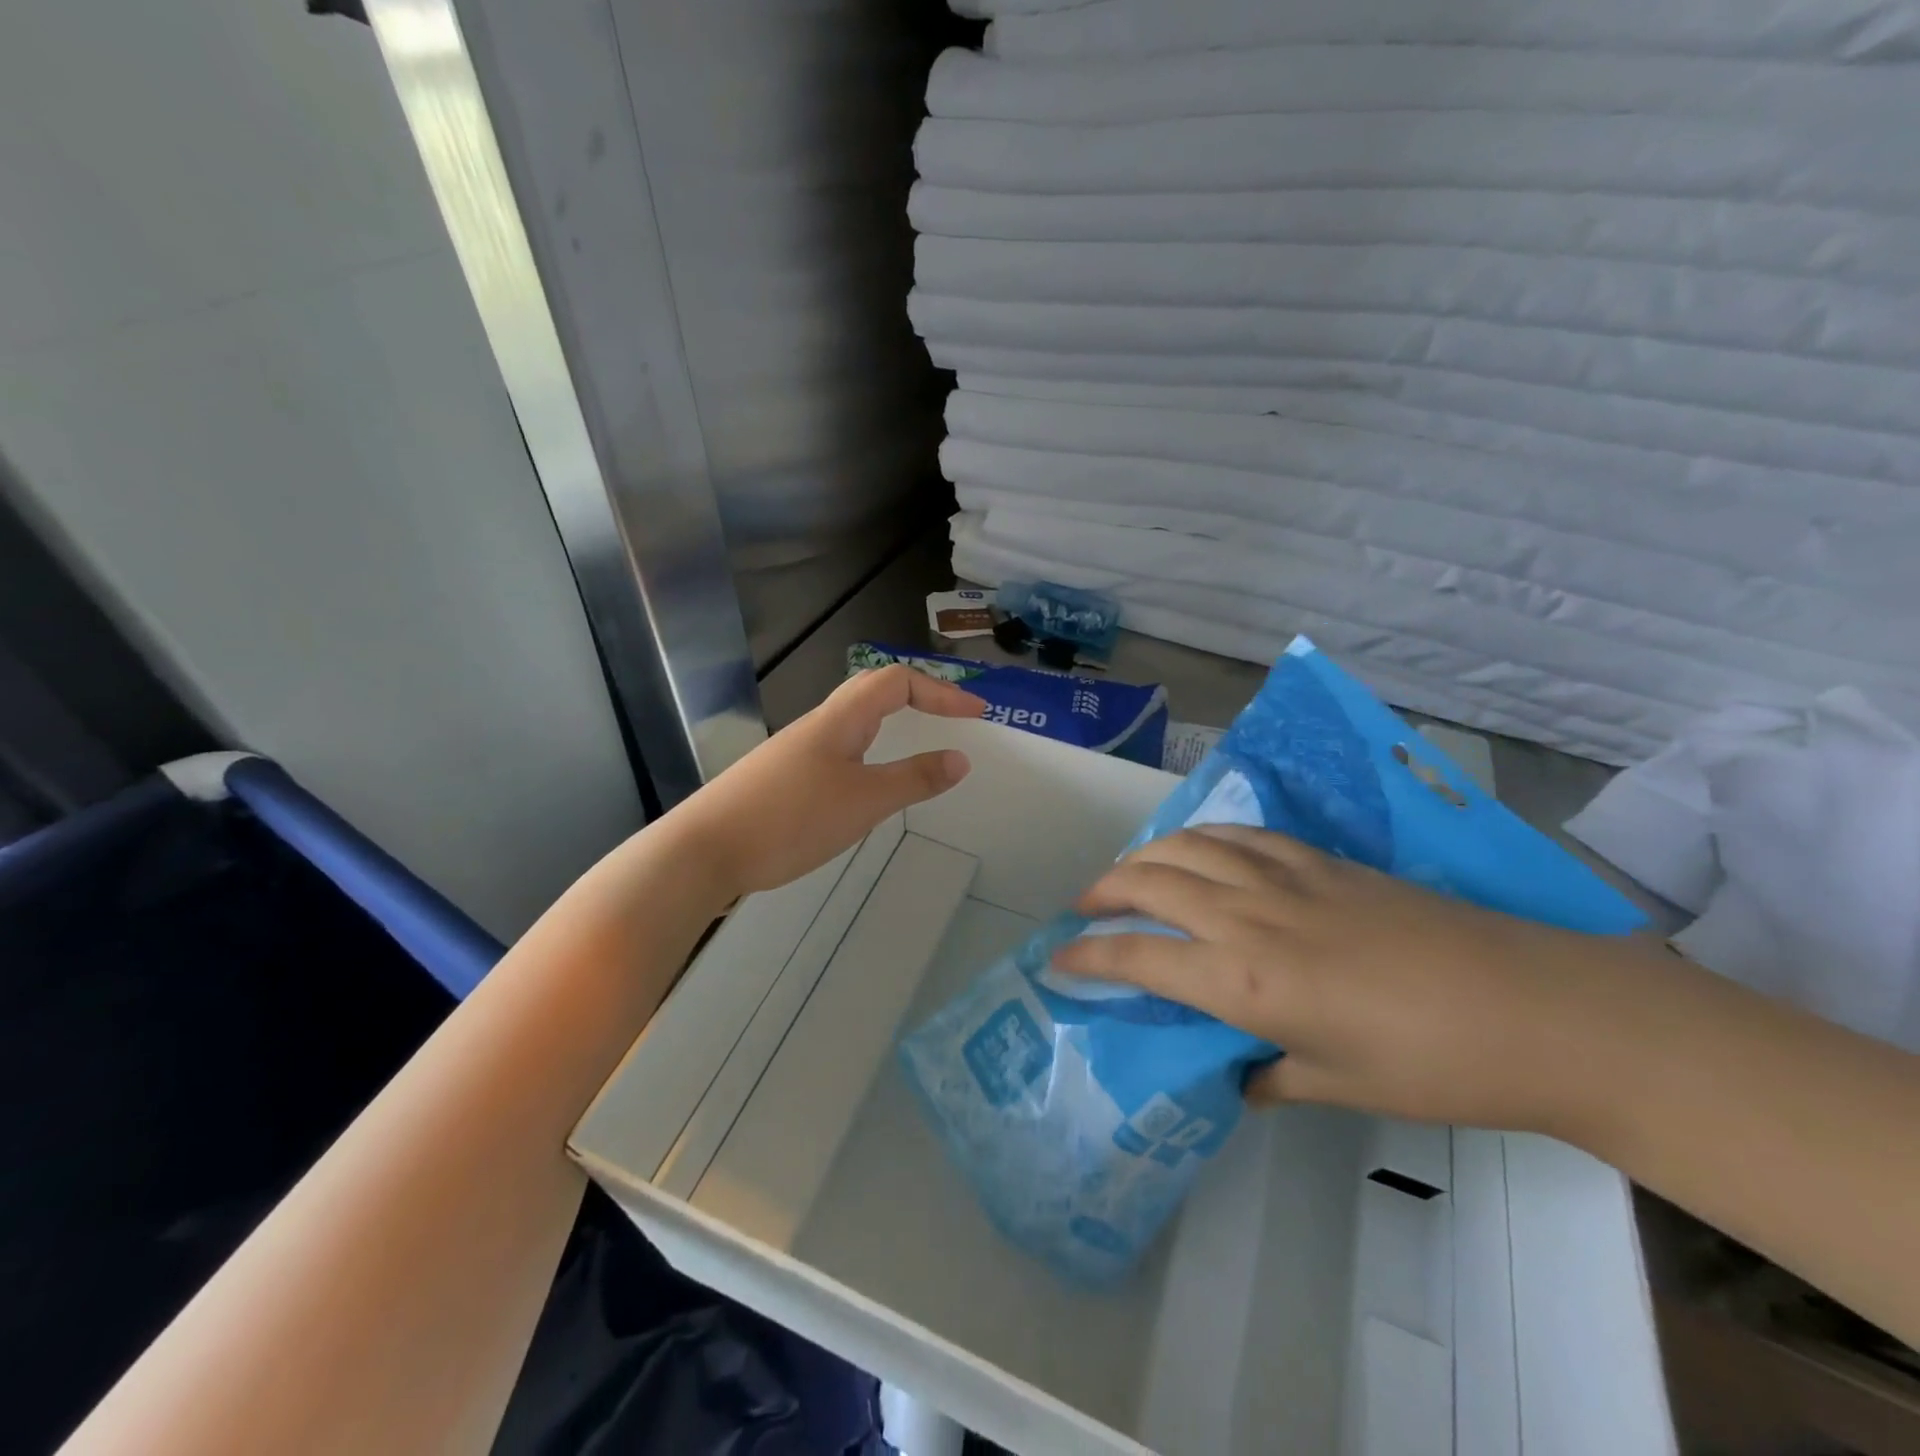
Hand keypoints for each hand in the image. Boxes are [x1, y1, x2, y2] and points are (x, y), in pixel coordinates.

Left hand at [672, 666, 983, 898]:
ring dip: (893, 723)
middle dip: (919, 698)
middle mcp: (818, 724)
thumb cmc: (790, 819)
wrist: (703, 851)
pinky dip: (870, 752)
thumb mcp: (864, 801)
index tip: (978, 714)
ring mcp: (797, 751)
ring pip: (854, 722)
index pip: (898, 681)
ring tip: (919, 745)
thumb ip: (914, 778)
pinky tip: (869, 786)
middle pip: (873, 691)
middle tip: (953, 718)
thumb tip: (961, 758)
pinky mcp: (783, 778)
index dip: (942, 692)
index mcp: (840, 719)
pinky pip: (839, 749)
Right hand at [1053, 825, 1641, 1133]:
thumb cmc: (1432, 1066)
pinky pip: (1240, 834)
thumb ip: (1271, 1074)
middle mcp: (1247, 916)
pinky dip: (1203, 838)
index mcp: (1243, 980)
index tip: (1058, 958)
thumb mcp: (1338, 1086)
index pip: (1139, 956)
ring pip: (1188, 845)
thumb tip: (1237, 1076)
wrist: (1537, 1008)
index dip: (1089, 955)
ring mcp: (1285, 877)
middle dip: (1103, 890)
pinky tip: (1203, 851)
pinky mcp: (1321, 859)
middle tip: (1083, 908)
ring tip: (1129, 872)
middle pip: (1150, 881)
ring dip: (1145, 854)